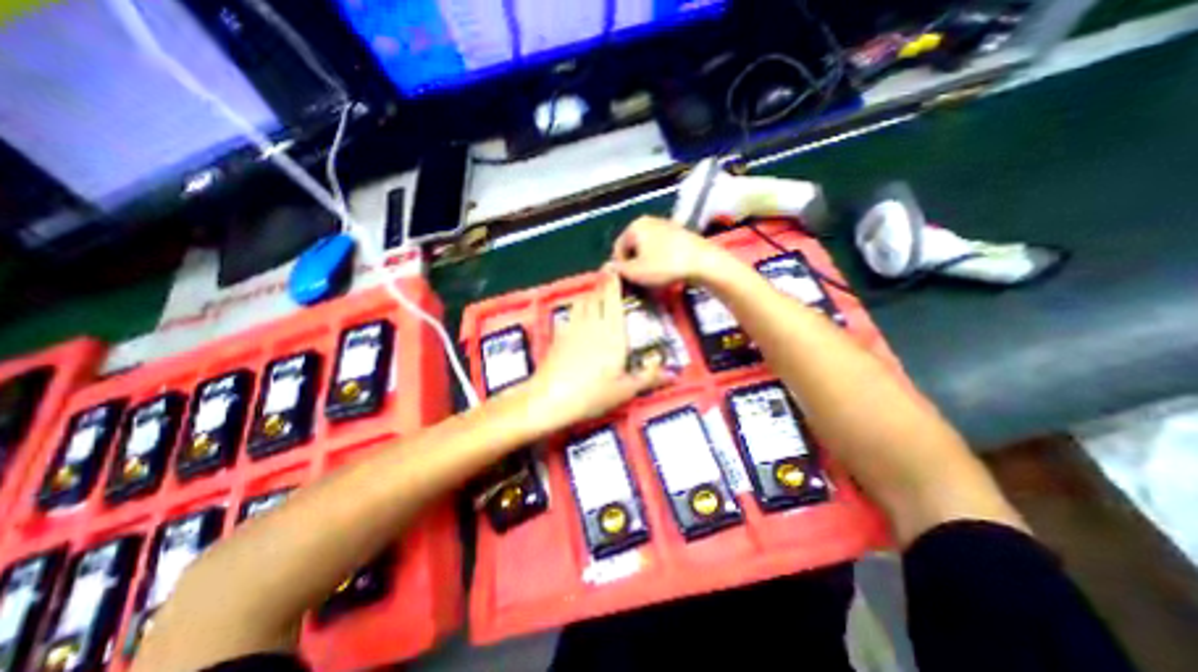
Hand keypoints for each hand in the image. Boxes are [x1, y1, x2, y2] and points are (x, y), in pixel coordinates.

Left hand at [525, 269, 673, 424]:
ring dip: (590, 294)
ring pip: (582, 301)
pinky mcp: (558, 336)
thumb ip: (648, 378)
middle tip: (609, 279)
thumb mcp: (625, 390)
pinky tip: (578, 315)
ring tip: (596, 294)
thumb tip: (673, 374)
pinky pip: (570, 314)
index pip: (613, 300)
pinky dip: (577, 308)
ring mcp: (573, 328)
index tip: (617, 271)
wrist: (550, 399)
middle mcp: (592, 324)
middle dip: (603, 285)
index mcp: (612, 333)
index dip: (615, 283)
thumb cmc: (592, 394)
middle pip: (597, 296)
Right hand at [610, 215, 741, 284]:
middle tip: (641, 280)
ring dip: (647, 263)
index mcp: (635, 226)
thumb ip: (618, 271)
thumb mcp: (636, 272)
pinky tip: (667, 270)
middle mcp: (648, 221)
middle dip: (634, 264)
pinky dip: (660, 259)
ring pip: (647, 248)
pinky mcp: (678, 232)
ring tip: (654, 277)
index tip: (628, 281)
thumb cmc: (665, 266)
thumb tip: (606, 268)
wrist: (703, 261)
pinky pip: (661, 247)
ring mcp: (665, 224)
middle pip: (633, 247)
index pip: (618, 249)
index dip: (620, 268)